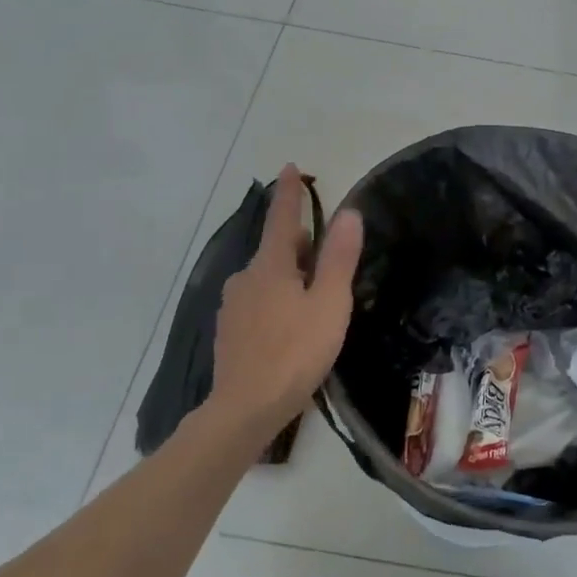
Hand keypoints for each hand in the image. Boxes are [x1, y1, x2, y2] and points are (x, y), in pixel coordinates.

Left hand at [206, 165, 363, 442]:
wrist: (245, 409)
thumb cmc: (295, 352)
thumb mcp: (329, 304)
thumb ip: (339, 257)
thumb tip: (348, 212)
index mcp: (270, 265)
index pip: (282, 217)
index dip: (290, 192)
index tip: (290, 167)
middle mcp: (245, 277)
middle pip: (277, 249)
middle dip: (301, 248)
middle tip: (329, 271)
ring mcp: (232, 305)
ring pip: (267, 278)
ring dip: (289, 279)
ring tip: (314, 307)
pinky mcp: (228, 331)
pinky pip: (257, 302)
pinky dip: (275, 303)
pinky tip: (289, 331)